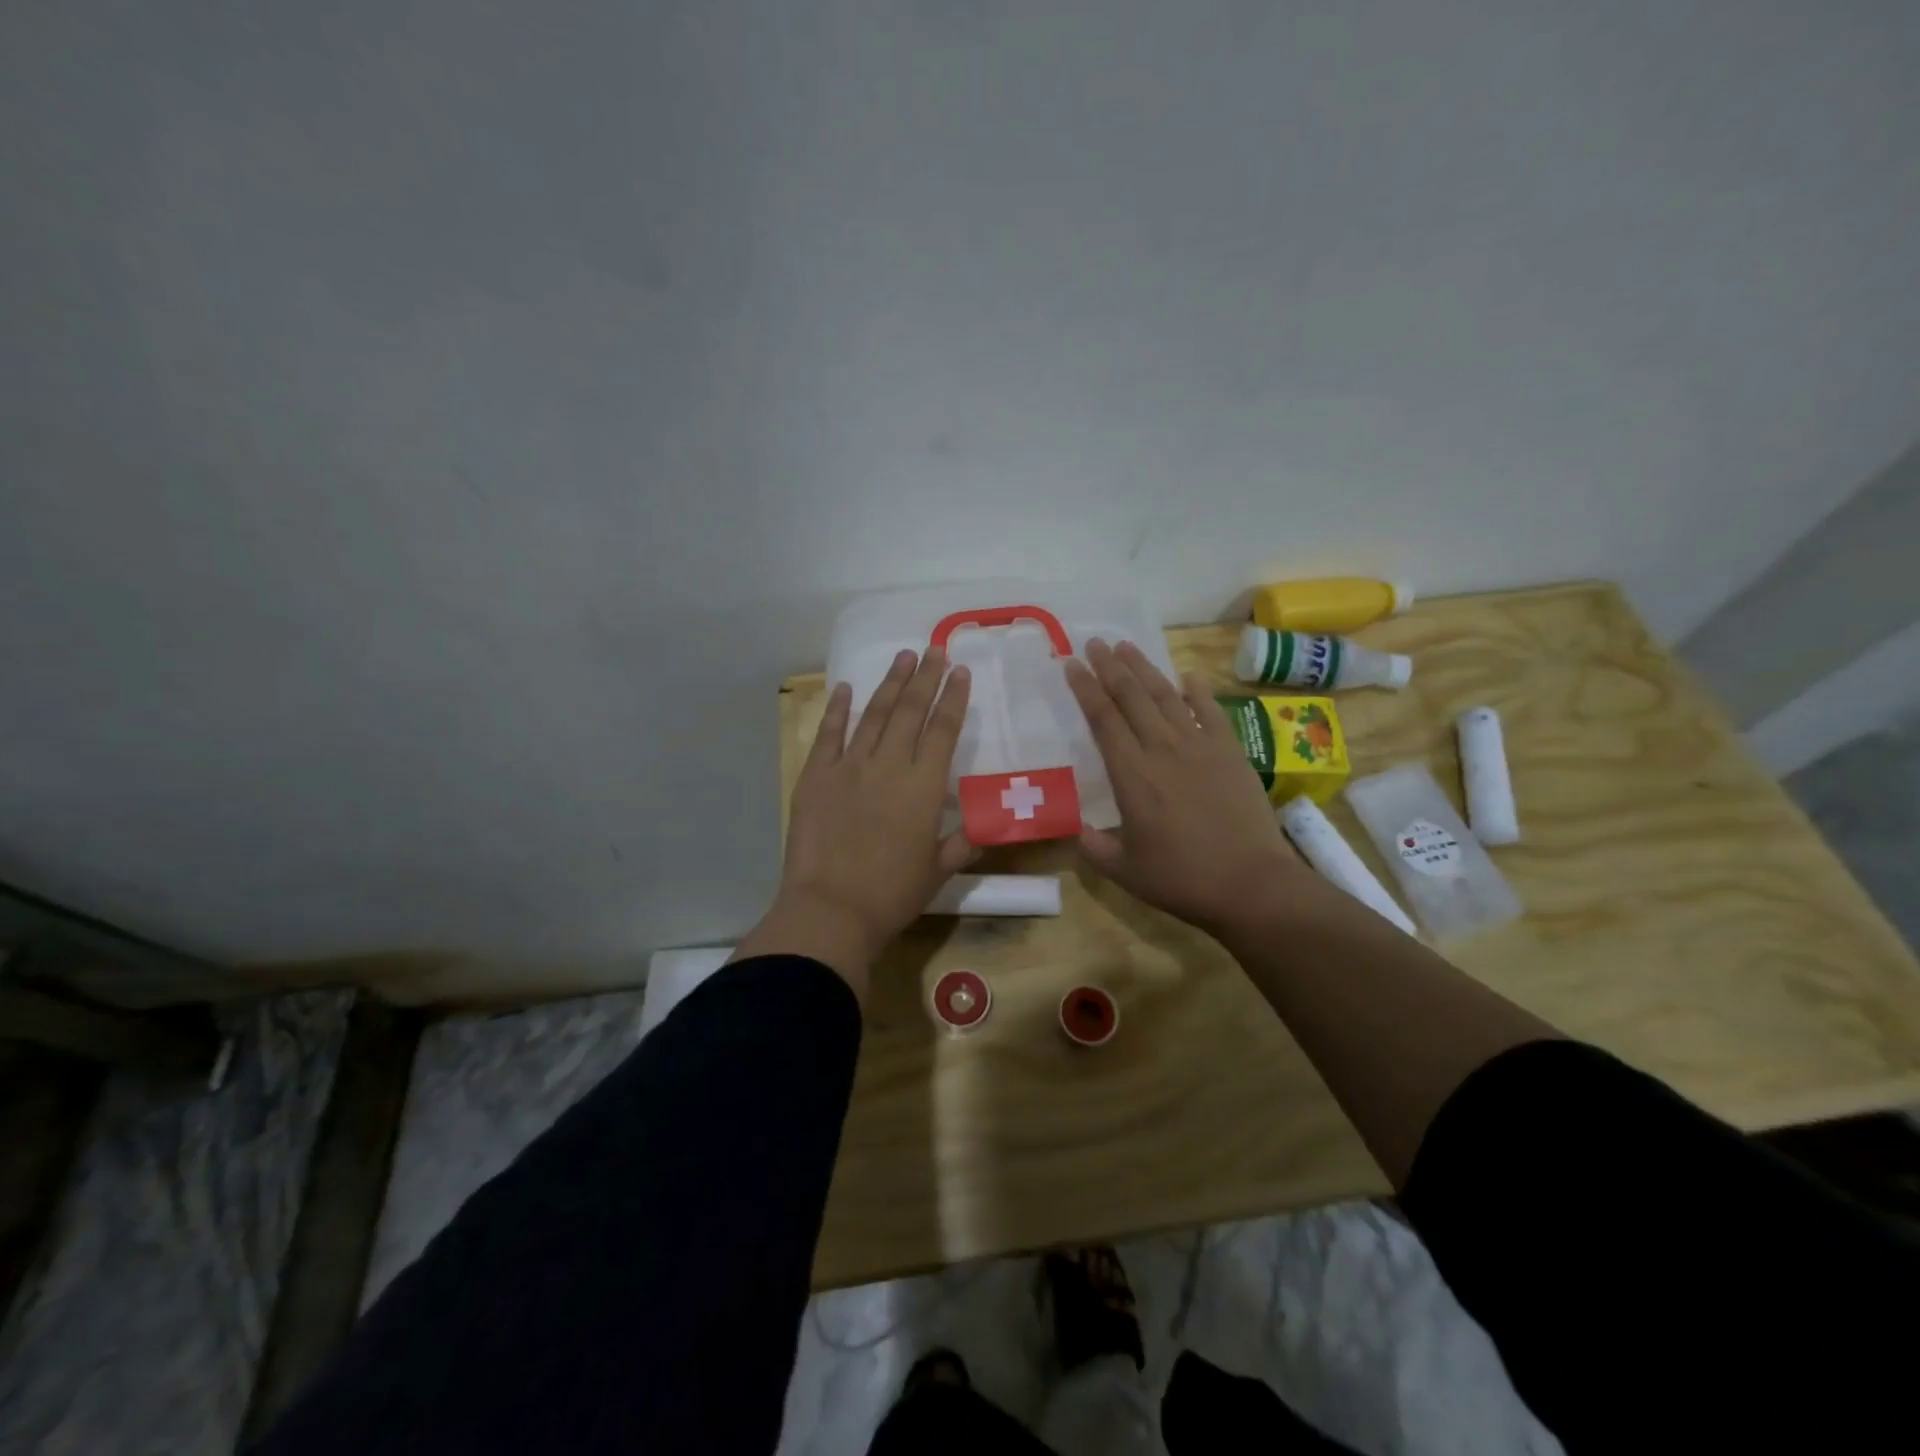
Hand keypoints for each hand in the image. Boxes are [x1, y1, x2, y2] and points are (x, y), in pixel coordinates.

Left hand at [735, 647, 975, 994]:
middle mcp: (890, 765)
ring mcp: (849, 766)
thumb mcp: (938, 872)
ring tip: (902, 657)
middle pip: (911, 711)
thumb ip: (961, 843)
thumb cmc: (892, 895)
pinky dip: (837, 709)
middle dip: (925, 677)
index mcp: (924, 787)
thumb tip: (981, 828)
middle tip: (934, 649)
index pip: (944, 730)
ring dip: (889, 684)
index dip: (953, 698)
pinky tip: (845, 688)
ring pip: (874, 714)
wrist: (831, 909)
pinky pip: (829, 734)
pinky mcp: (816, 775)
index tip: (959, 671)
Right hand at [1066, 639, 1320, 938]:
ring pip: (1167, 696)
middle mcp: (1163, 750)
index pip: (1103, 719)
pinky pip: (1211, 711)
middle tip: (1095, 643)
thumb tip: (1077, 830)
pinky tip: (1187, 675)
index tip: (1072, 664)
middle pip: (1132, 697)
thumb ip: (1095, 848)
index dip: (1086, 688)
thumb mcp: (1125, 872)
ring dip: (1145, 669)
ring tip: (1127, 647)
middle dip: (1111, 667)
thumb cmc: (1182, 879)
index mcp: (1132, 775)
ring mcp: (1200, 747)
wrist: (1251, 883)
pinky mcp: (1230, 752)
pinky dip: (1197, 691)